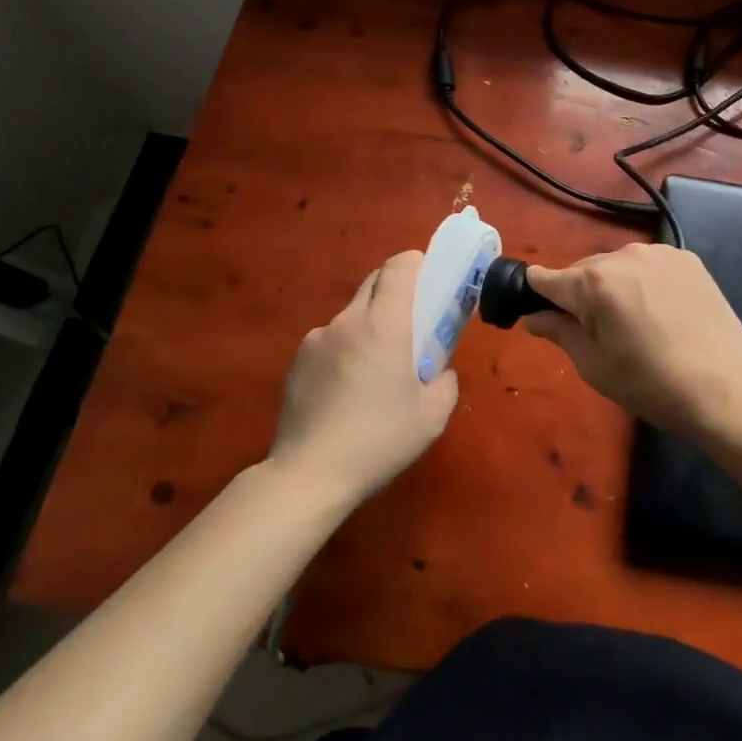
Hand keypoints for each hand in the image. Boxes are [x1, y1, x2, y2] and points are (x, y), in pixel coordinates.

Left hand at [269, 251, 457, 504]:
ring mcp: (317, 338)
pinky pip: (330, 341)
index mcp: (384, 323)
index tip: (430, 282)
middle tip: (411, 325)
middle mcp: (348, 320)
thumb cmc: (379, 440)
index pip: (400, 265)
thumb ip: (445, 378)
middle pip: (374, 282)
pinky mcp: (296, 361)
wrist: (309, 476)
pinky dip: (344, 351)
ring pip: (352, 315)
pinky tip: (345, 392)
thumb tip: (438, 367)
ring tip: (373, 371)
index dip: (418, 264)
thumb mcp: (433, 415)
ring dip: (368, 326)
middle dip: (396, 292)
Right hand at [525, 244, 741, 438]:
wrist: (729, 387)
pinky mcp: (685, 257)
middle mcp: (622, 255)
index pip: (545, 278)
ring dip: (613, 286)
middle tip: (598, 334)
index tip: (543, 316)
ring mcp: (657, 252)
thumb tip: (533, 316)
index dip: (537, 296)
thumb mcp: (595, 366)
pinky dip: (644, 283)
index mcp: (593, 282)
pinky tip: (662, 313)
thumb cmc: (653, 384)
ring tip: (635, 325)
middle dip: (580, 295)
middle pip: (582, 270)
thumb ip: (559, 332)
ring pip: (616, 266)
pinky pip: (648, 265)